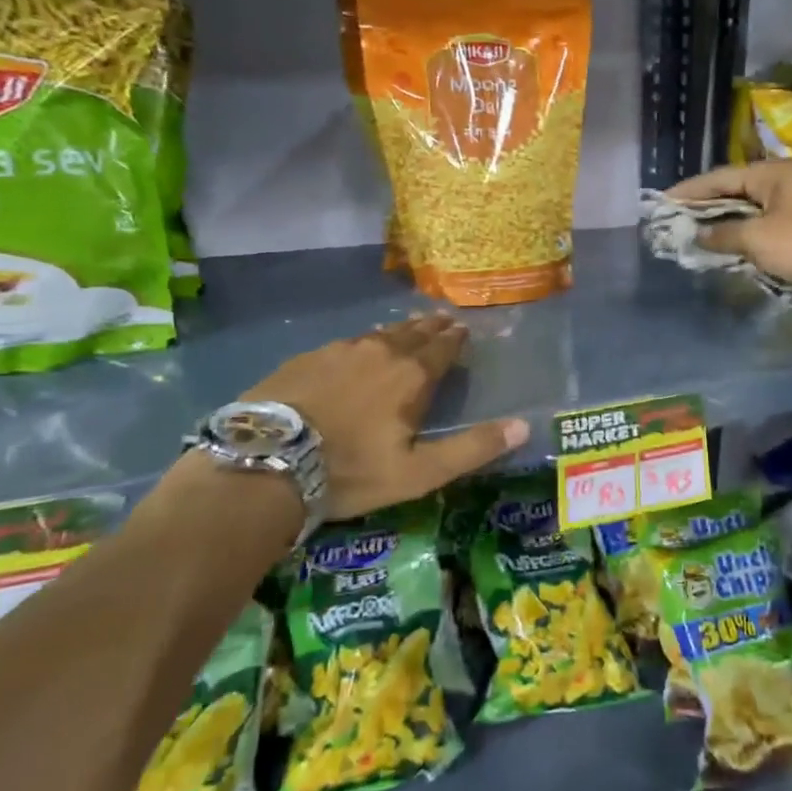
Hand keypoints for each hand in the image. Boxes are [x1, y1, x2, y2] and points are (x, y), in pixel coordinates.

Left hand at [244, 315, 527, 521]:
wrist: (267, 462)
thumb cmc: (351, 471)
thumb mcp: (419, 472)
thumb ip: (472, 448)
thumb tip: (525, 426)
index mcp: (411, 376)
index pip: (442, 348)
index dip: (455, 339)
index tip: (464, 328)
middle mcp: (380, 352)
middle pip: (413, 333)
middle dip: (431, 326)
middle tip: (442, 318)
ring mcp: (339, 351)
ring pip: (378, 334)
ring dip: (398, 330)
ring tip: (407, 326)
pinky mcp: (307, 358)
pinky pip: (346, 341)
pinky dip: (363, 340)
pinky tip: (358, 346)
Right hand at [667, 161, 791, 290]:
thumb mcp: (756, 239)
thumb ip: (722, 234)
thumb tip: (698, 235)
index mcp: (770, 173)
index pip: (719, 178)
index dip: (690, 191)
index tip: (664, 201)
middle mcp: (782, 181)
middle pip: (734, 190)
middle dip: (705, 205)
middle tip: (677, 216)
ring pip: (748, 208)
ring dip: (723, 220)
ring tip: (696, 230)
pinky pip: (762, 223)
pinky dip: (742, 231)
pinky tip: (726, 241)